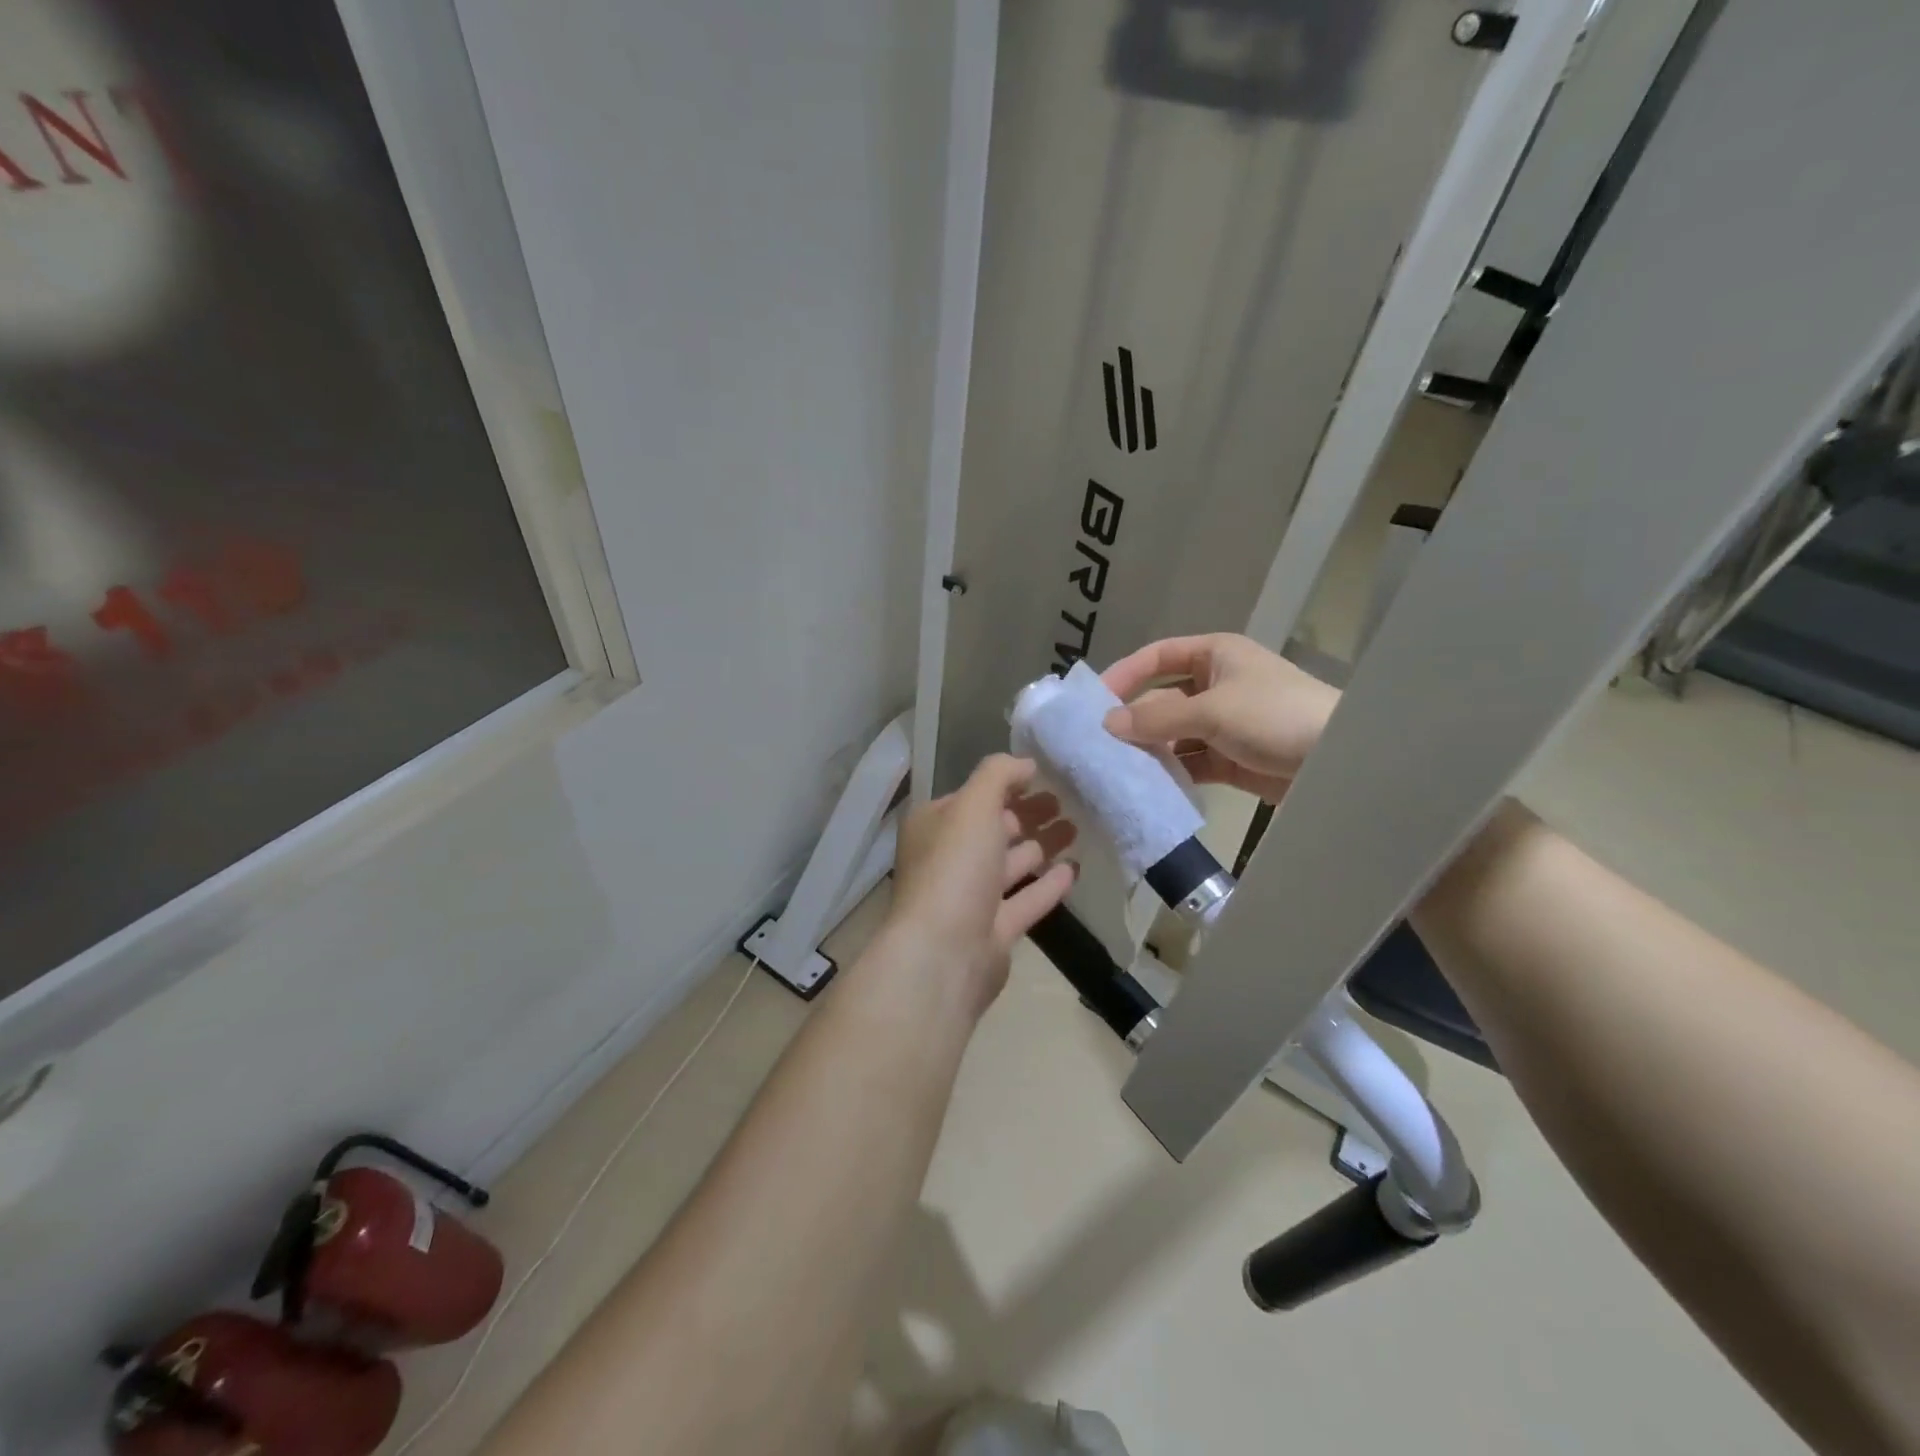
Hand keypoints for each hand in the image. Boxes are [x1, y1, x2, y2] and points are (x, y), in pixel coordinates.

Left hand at [886, 756, 1077, 1017]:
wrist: (944, 955)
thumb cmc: (955, 869)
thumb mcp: (974, 806)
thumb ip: (999, 775)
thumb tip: (1026, 763)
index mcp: (935, 827)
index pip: (972, 797)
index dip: (1006, 784)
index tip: (1045, 774)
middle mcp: (949, 859)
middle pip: (993, 829)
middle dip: (1027, 813)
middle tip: (1066, 799)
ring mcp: (971, 898)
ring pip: (1012, 864)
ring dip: (1041, 845)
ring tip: (1077, 826)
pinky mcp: (995, 931)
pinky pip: (1026, 899)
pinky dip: (1048, 884)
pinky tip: (1075, 869)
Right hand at [1101, 634, 1339, 802]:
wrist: (1338, 760)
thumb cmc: (1273, 715)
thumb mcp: (1212, 710)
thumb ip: (1157, 717)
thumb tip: (1107, 724)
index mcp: (1215, 656)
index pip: (1158, 657)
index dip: (1126, 674)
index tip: (1096, 701)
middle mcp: (1216, 685)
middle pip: (1162, 698)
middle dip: (1134, 720)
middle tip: (1099, 744)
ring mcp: (1223, 724)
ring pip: (1174, 734)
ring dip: (1150, 750)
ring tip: (1116, 768)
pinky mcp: (1230, 758)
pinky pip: (1190, 761)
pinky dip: (1171, 772)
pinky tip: (1147, 786)